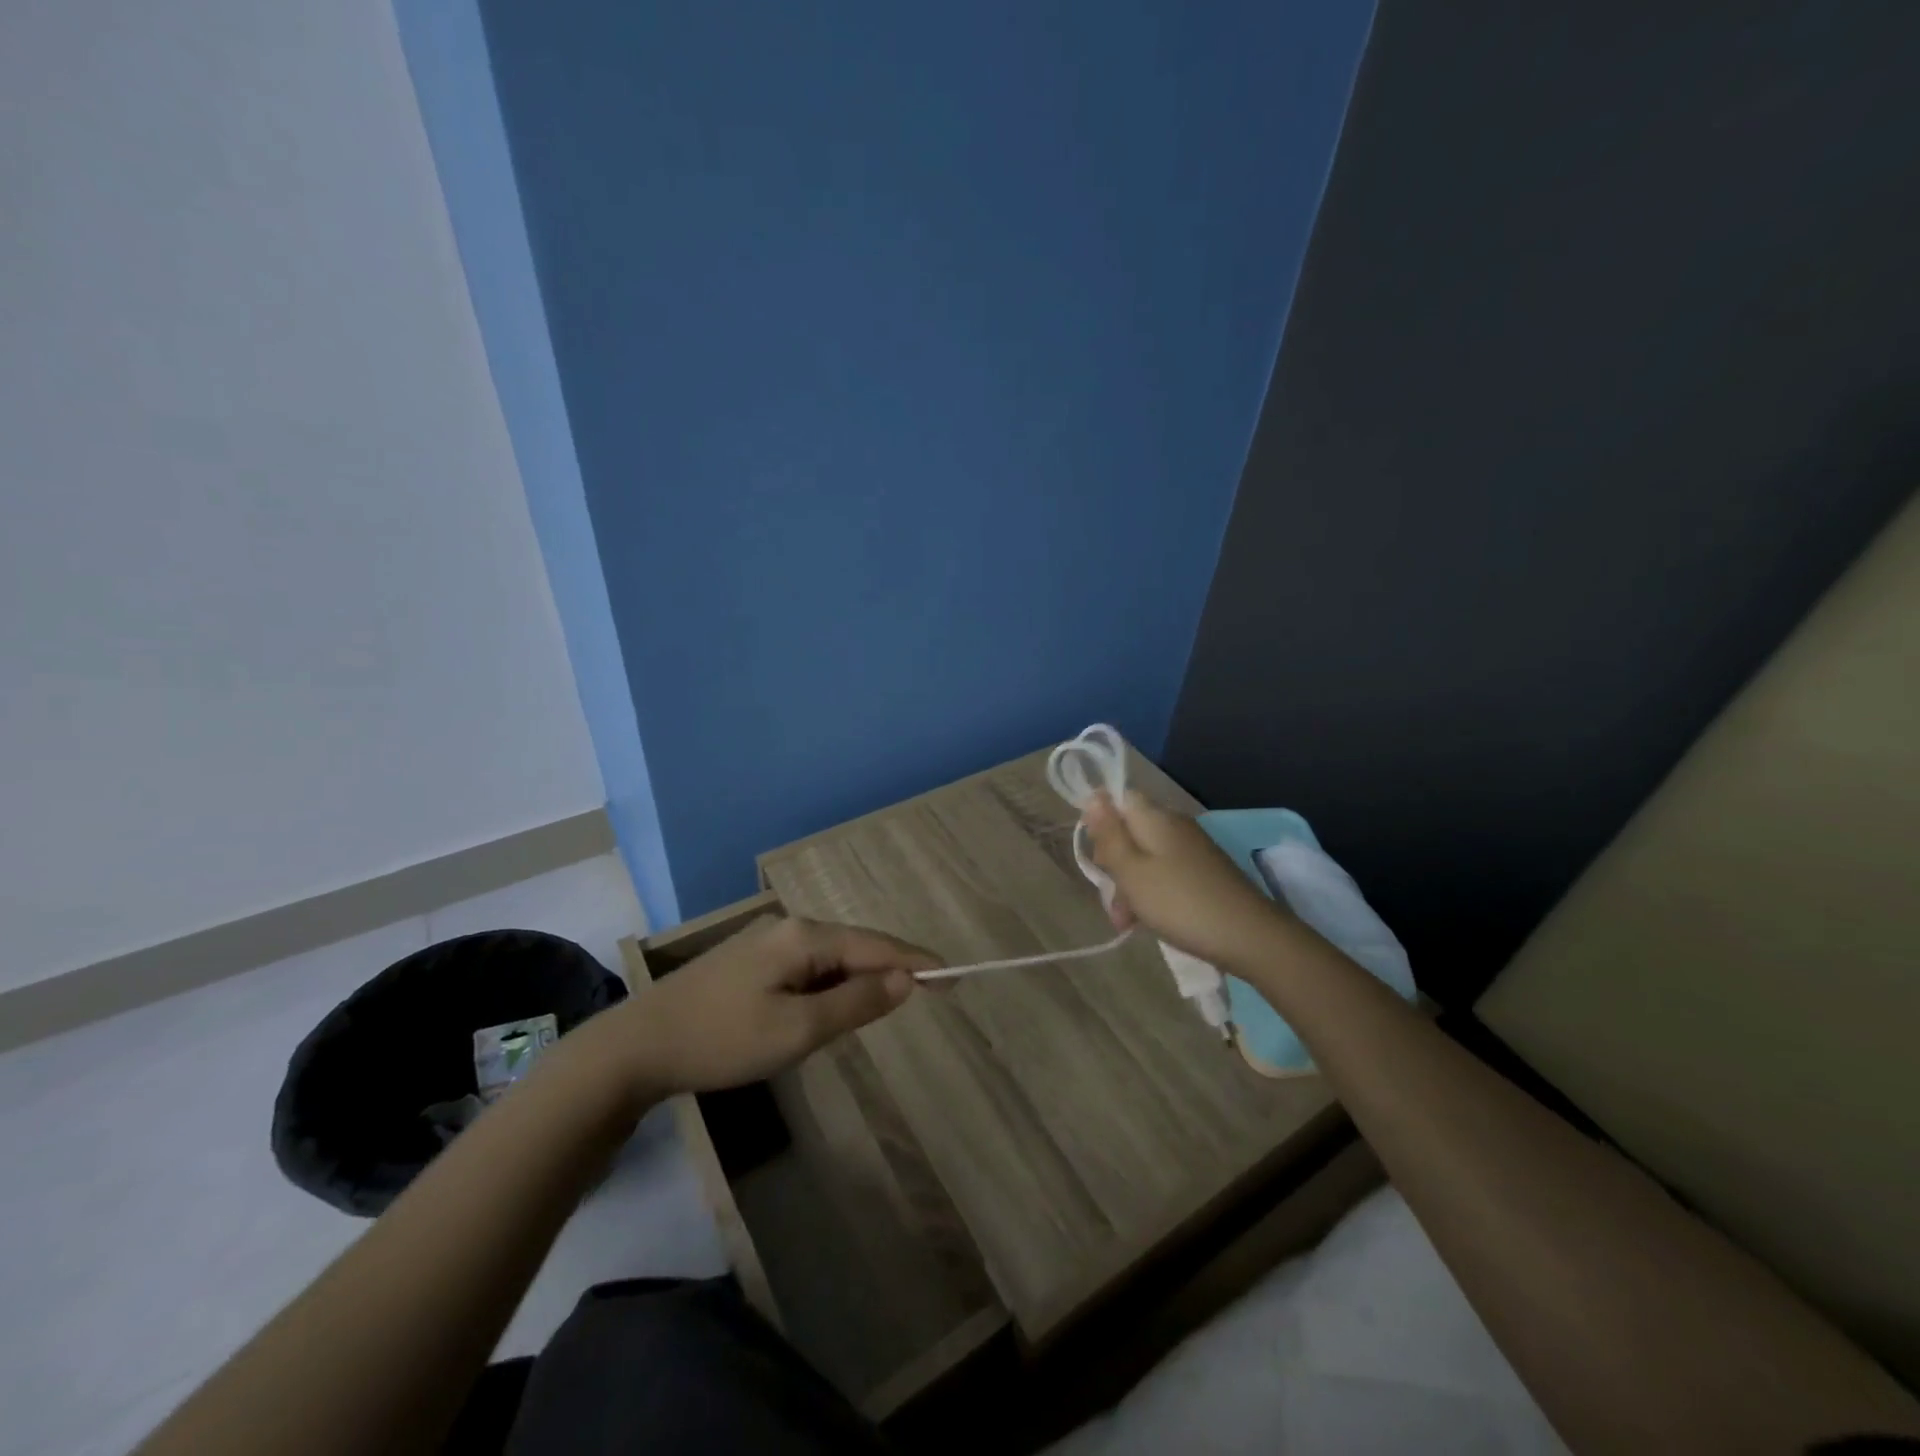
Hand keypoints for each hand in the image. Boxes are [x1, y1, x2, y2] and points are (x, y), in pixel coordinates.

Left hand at [595, 916, 939, 1099]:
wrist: (636, 1047)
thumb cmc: (722, 1039)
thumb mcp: (797, 1029)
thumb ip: (856, 1002)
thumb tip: (907, 980)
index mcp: (805, 936)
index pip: (877, 946)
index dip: (918, 962)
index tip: (953, 977)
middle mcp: (789, 928)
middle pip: (856, 948)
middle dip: (891, 970)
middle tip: (929, 994)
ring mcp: (766, 943)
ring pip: (830, 960)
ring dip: (859, 981)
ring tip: (888, 1004)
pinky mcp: (750, 962)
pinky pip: (808, 968)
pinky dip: (830, 987)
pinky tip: (830, 1007)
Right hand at [1084, 791, 1287, 970]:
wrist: (1250, 936)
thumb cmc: (1180, 902)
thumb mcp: (1132, 871)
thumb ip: (1109, 835)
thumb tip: (1093, 796)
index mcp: (1155, 817)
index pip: (1118, 799)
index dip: (1100, 822)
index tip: (1096, 854)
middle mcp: (1174, 825)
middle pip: (1129, 832)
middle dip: (1113, 864)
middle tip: (1111, 899)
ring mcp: (1191, 849)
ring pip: (1145, 857)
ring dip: (1129, 886)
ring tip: (1126, 922)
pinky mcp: (1203, 871)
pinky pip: (1165, 873)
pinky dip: (1151, 894)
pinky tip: (1148, 921)